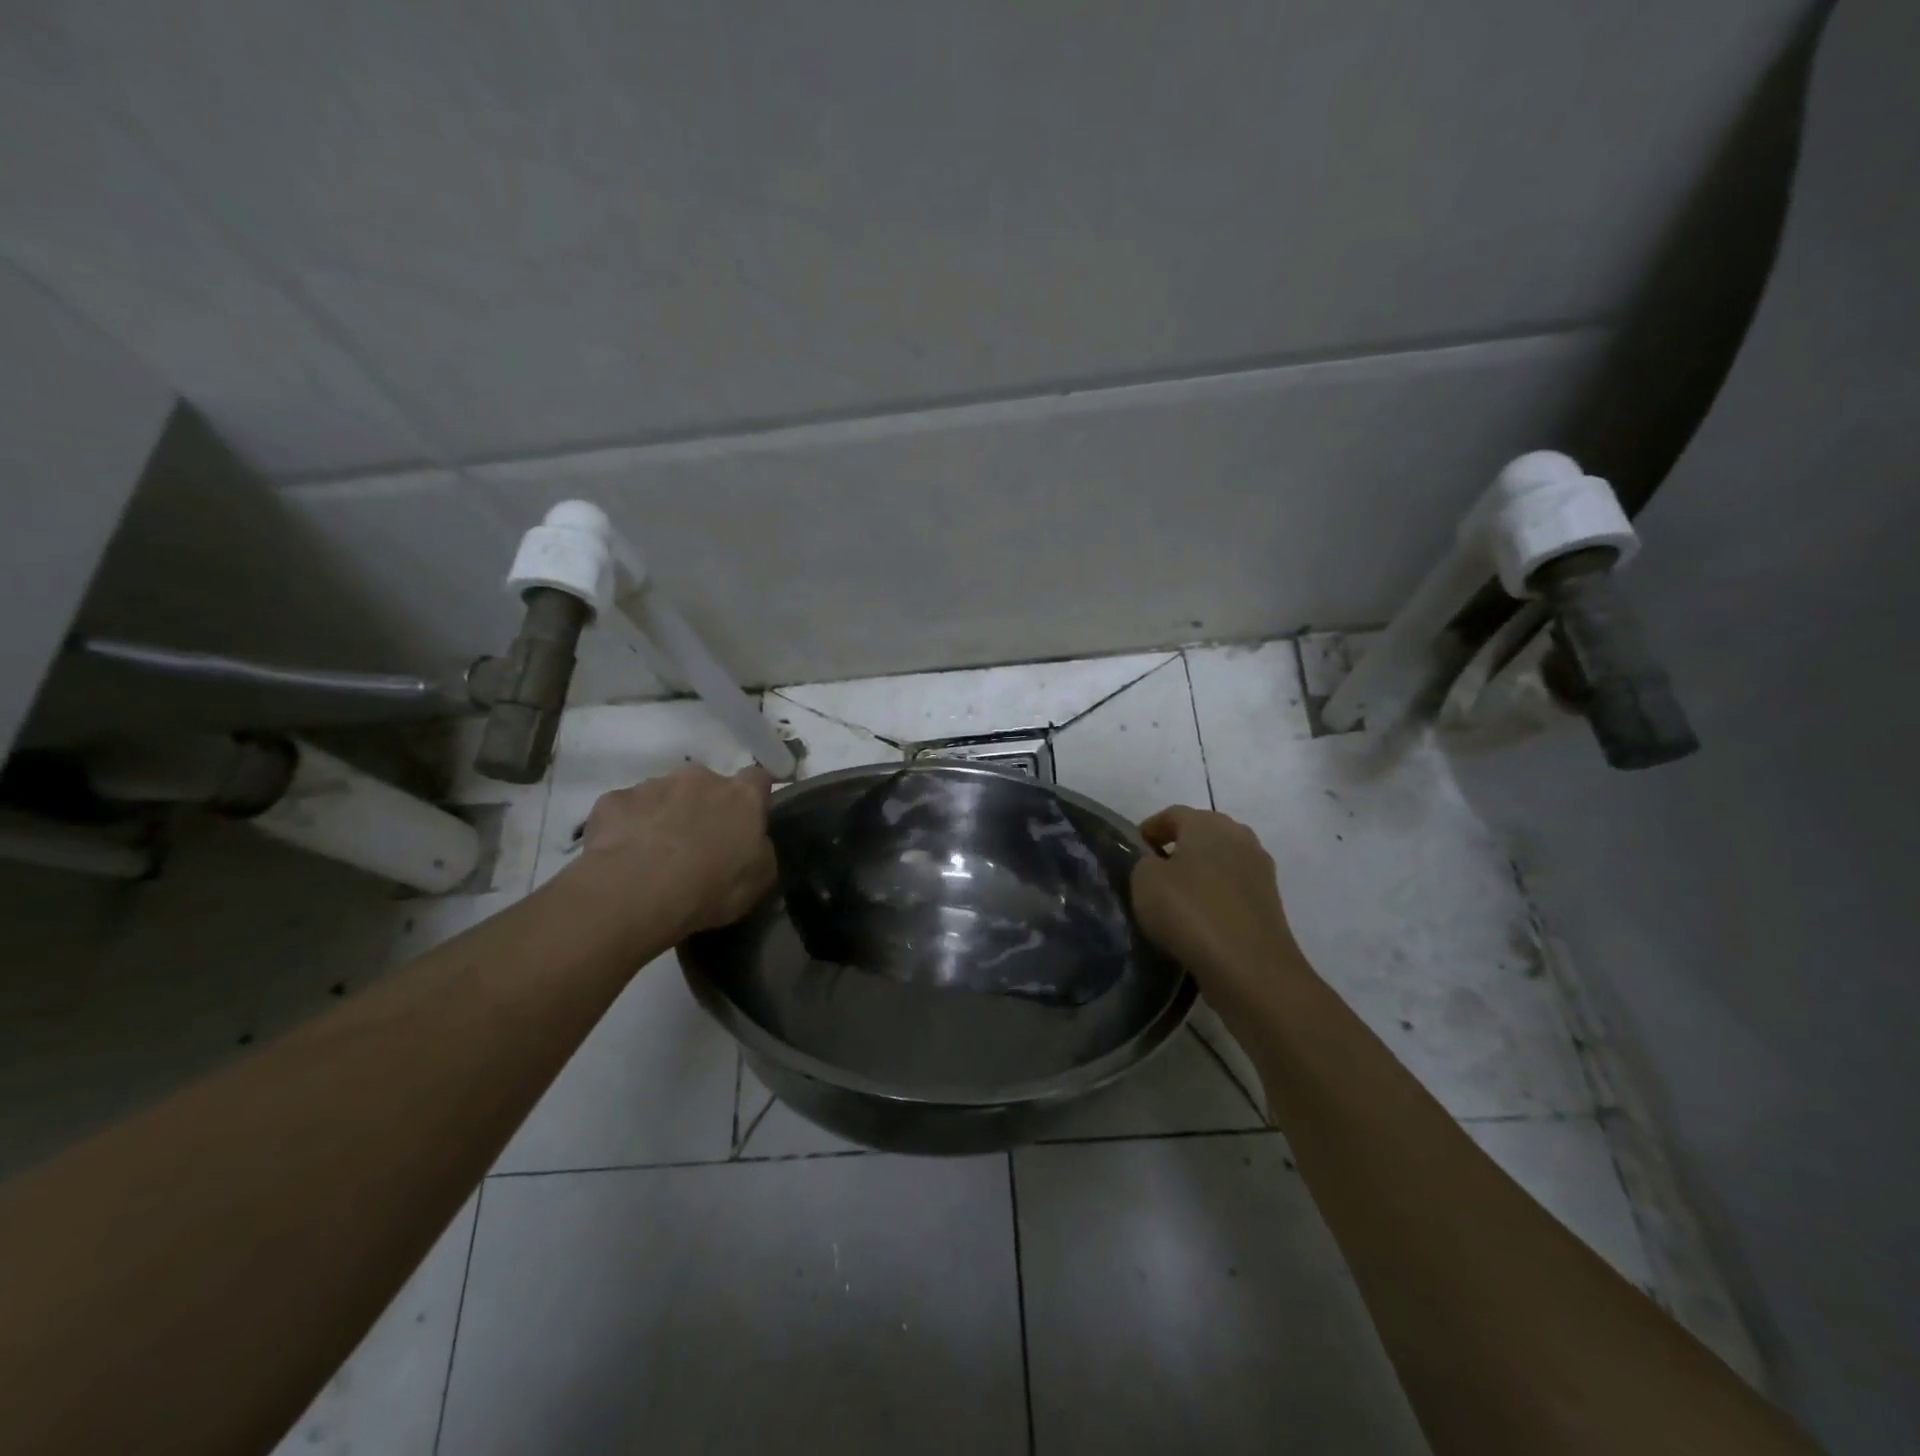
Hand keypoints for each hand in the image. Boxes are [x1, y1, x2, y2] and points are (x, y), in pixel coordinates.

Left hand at [558, 764, 776, 947]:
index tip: (749, 815)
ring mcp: (653, 785)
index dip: (754, 793)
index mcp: (741, 796)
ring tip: (654, 853)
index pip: (757, 777)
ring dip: (664, 814)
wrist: (638, 892)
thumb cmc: (711, 887)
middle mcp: (700, 779)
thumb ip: (760, 850)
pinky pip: (625, 809)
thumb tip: (754, 842)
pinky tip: (622, 855)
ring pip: (663, 794)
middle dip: (703, 805)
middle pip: (706, 784)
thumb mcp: (759, 879)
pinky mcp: (614, 800)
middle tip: (696, 842)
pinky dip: (626, 826)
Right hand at [1131, 805, 1310, 1014]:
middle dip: (1177, 849)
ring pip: (1220, 862)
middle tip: (1153, 873)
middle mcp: (1240, 837)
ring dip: (1199, 874)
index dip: (1149, 829)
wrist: (1250, 967)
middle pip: (1201, 834)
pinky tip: (1199, 920)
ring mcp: (1260, 870)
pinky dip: (1215, 898)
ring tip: (1176, 900)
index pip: (1173, 814)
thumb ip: (1144, 862)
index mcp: (1208, 822)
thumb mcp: (1144, 880)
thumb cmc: (1190, 911)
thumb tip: (1156, 863)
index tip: (1133, 851)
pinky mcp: (1270, 902)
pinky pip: (1233, 890)